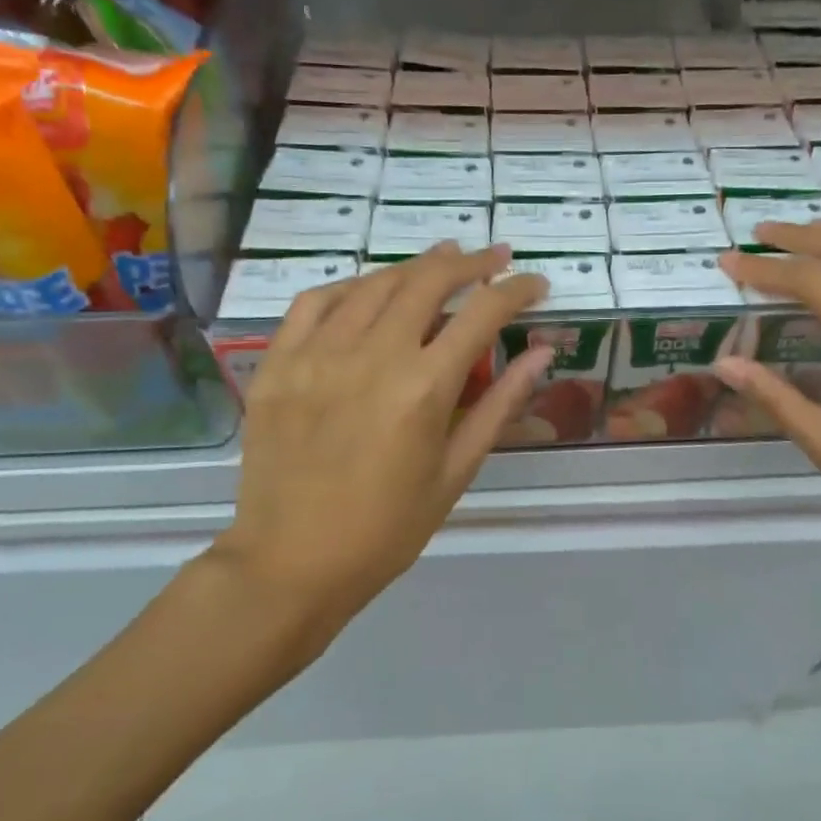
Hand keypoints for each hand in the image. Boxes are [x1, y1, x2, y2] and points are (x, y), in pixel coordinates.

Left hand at [214, 244, 548, 650]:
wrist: (291, 563)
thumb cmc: (387, 529)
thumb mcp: (456, 472)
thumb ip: (500, 405)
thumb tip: (541, 353)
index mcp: (423, 388)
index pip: (482, 313)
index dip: (516, 290)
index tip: (535, 283)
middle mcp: (372, 356)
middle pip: (428, 281)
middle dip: (470, 263)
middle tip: (494, 258)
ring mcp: (318, 354)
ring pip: (374, 284)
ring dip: (415, 266)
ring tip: (442, 261)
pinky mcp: (279, 363)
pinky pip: (315, 302)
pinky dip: (350, 286)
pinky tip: (369, 289)